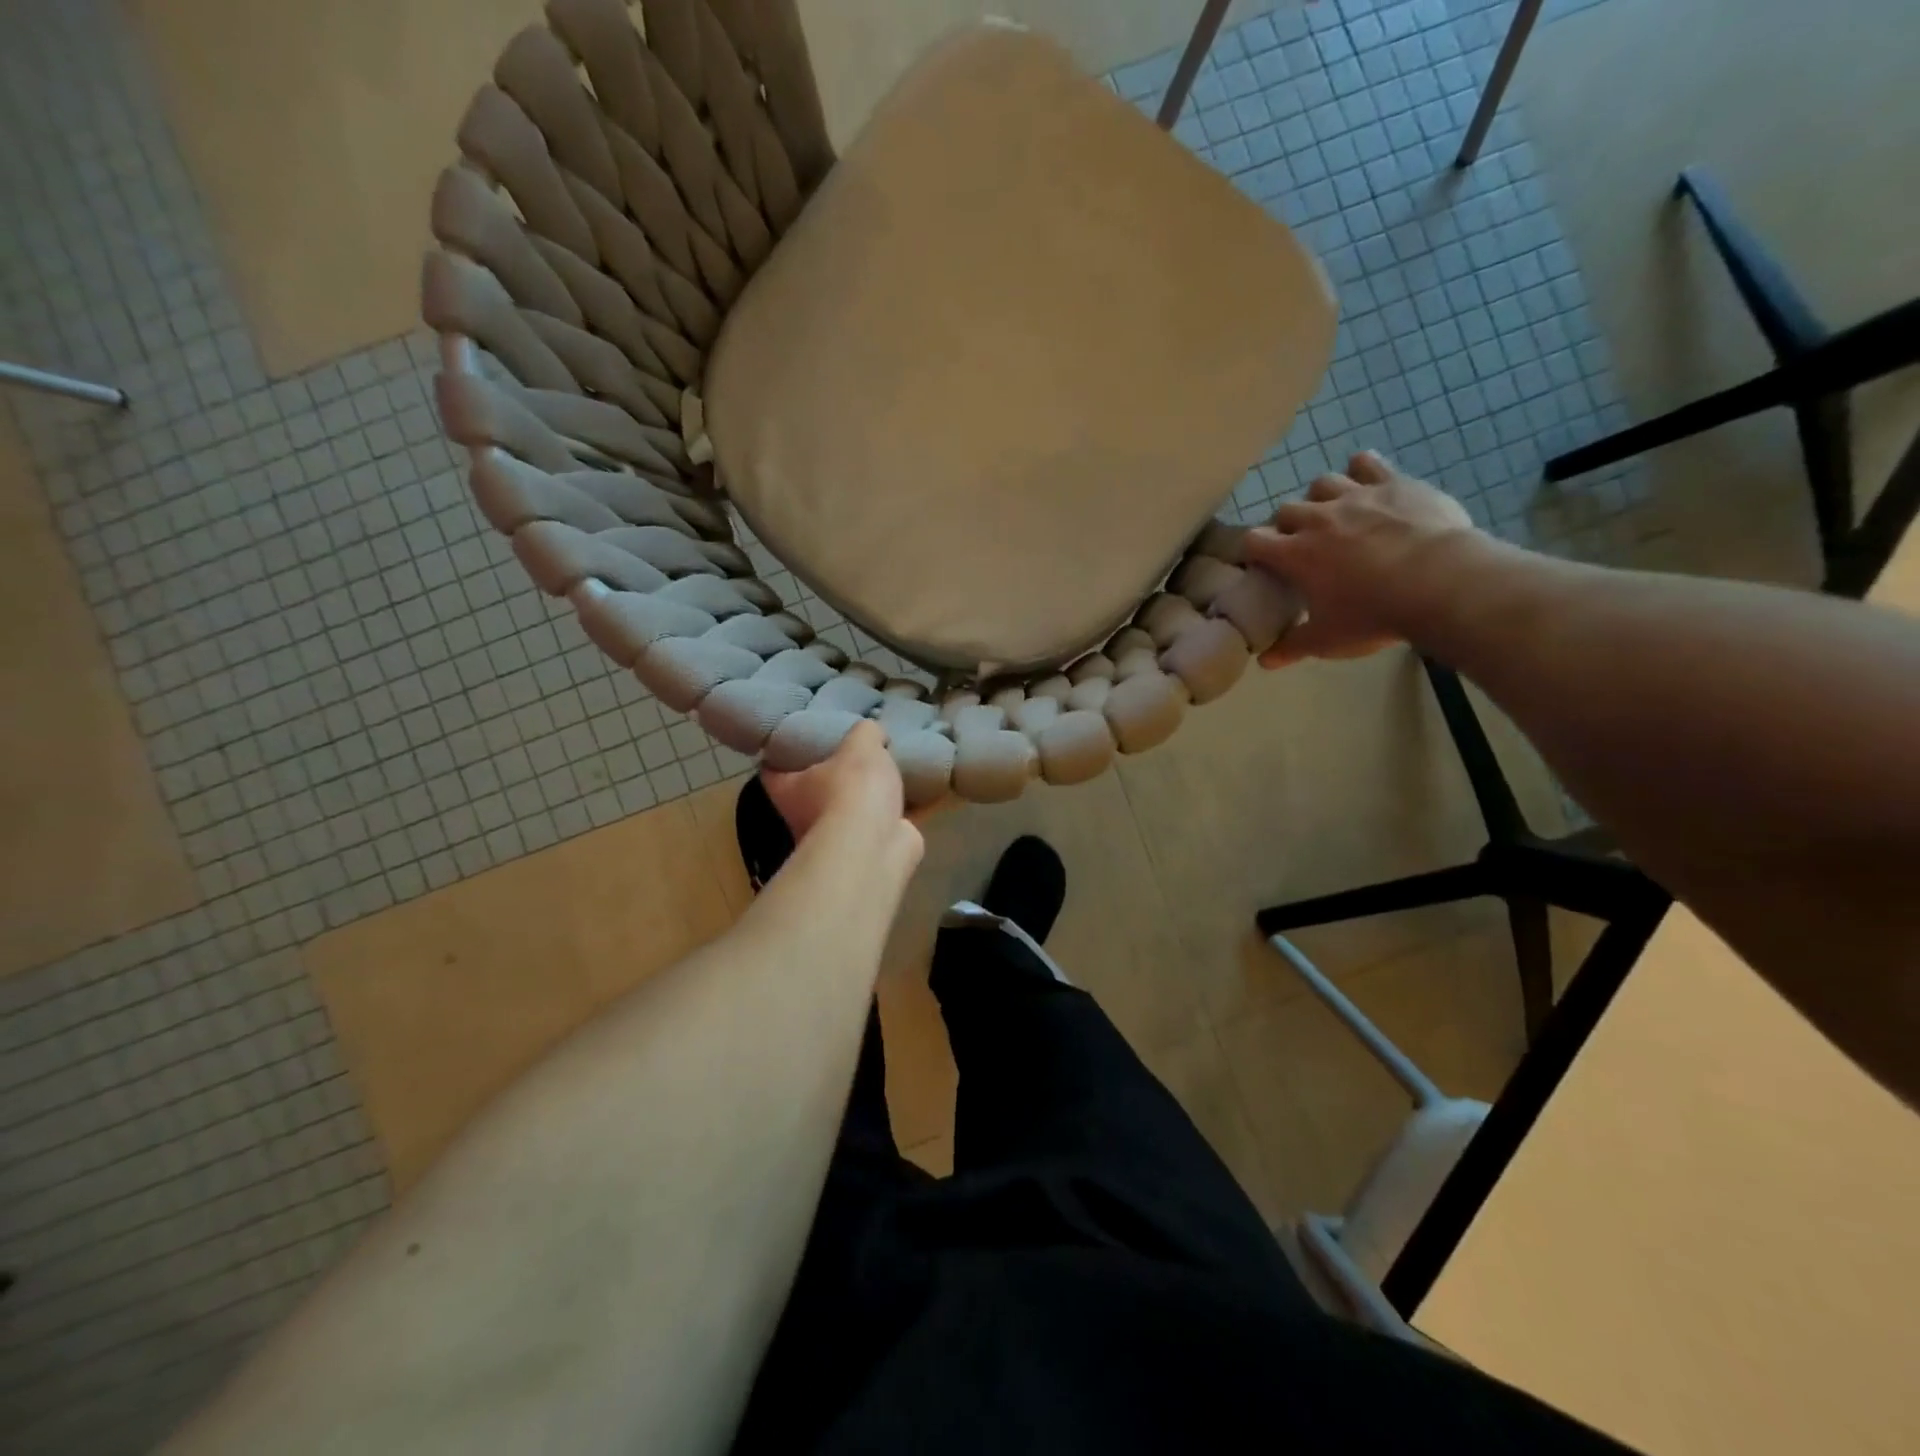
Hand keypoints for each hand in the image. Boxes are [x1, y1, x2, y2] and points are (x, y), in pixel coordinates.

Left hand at [761, 720, 911, 843]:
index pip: (772, 768)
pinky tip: (912, 794)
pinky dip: (895, 813)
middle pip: (812, 790)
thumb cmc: (852, 790)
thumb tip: (872, 732)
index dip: (781, 752)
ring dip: (865, 797)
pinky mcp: (868, 850)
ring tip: (886, 770)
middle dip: (830, 774)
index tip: (798, 736)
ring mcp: (836, 839)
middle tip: (852, 748)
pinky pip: (881, 825)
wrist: (875, 846)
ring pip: (848, 810)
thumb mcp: (860, 745)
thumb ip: (865, 732)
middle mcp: (804, 817)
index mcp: (788, 790)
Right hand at [1244, 450, 1475, 667]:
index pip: (1253, 541)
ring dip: (1320, 497)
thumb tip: (1264, 662)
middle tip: (1302, 544)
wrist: (1440, 582)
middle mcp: (1317, 519)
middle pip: (1286, 510)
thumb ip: (1292, 647)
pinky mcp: (1393, 484)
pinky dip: (1361, 469)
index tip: (1261, 564)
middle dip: (1287, 525)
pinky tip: (1365, 479)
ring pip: (1321, 483)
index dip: (1253, 550)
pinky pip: (1367, 463)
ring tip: (1332, 513)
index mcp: (1295, 554)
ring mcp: (1355, 497)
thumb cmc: (1374, 615)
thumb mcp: (1328, 640)